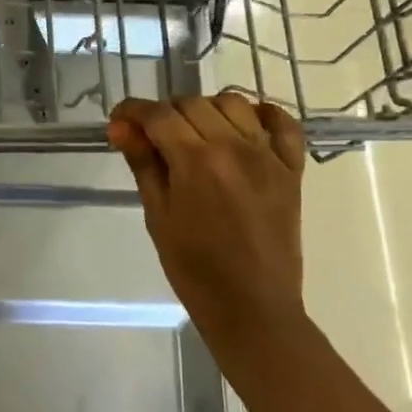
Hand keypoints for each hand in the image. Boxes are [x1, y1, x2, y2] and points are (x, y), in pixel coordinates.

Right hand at [108, 94, 308, 374]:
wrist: (252, 307)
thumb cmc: (193, 268)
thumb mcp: (158, 216)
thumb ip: (143, 164)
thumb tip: (120, 127)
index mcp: (196, 162)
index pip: (158, 115)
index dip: (132, 111)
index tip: (119, 120)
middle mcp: (234, 147)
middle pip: (192, 104)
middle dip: (165, 114)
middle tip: (152, 139)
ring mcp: (268, 156)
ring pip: (233, 104)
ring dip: (206, 110)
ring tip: (194, 135)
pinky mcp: (291, 169)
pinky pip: (282, 123)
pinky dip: (261, 115)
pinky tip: (243, 127)